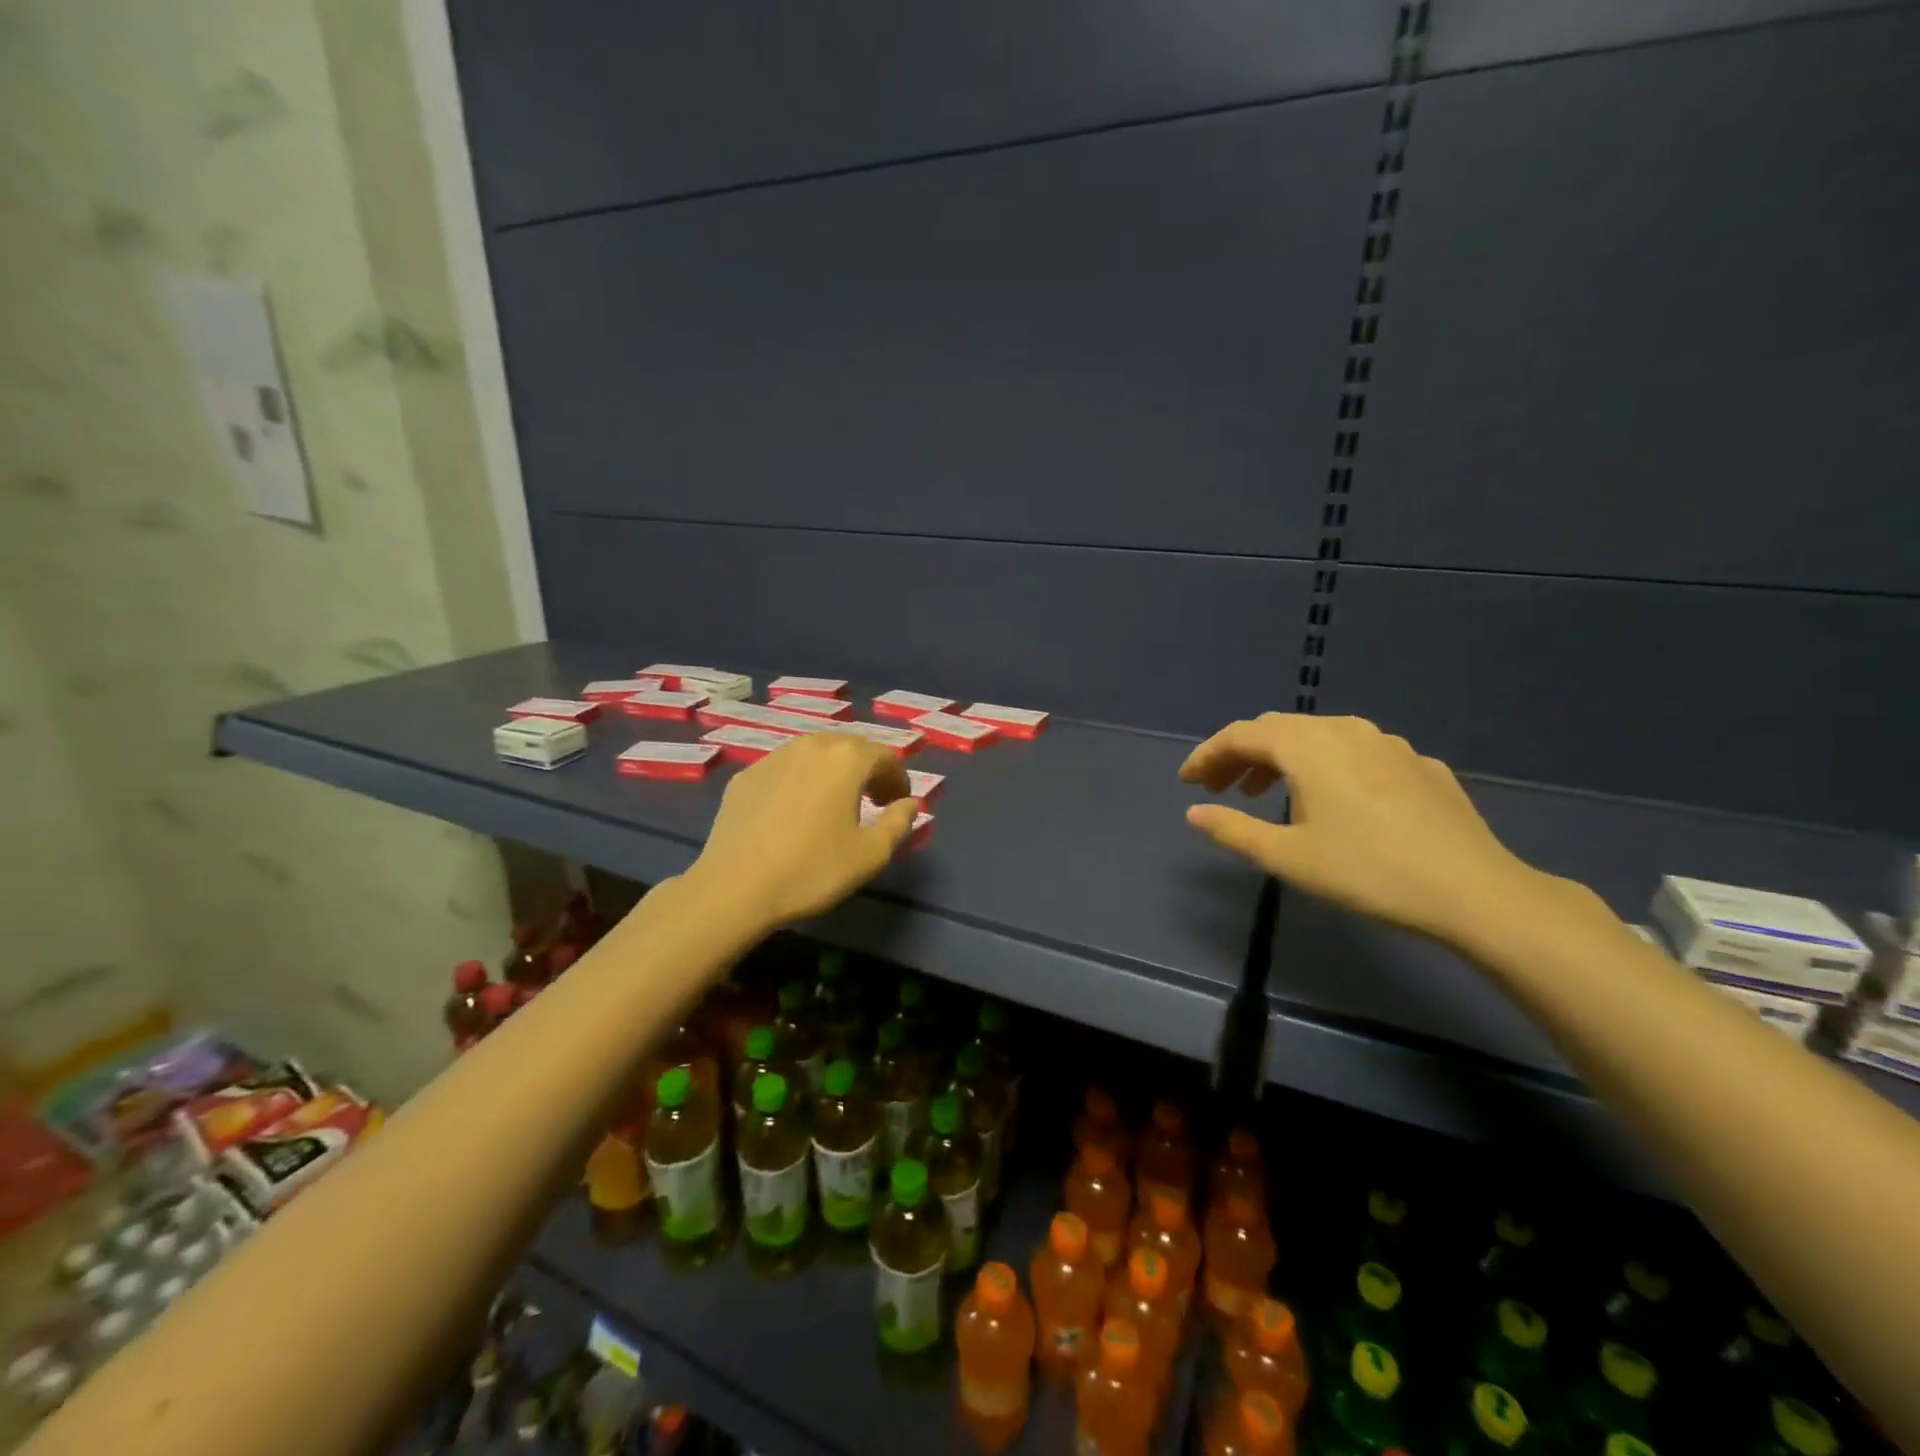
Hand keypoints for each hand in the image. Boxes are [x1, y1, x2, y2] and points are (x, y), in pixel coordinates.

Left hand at [688, 732, 917, 930]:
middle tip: (873, 801)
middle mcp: (811, 746)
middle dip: (868, 770)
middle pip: (850, 747)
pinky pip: (784, 768)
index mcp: (846, 759)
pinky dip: (800, 780)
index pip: (885, 755)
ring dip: (833, 771)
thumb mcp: (870, 854)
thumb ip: (899, 822)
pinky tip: (795, 811)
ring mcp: (773, 758)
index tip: (898, 804)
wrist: (735, 888)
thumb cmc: (812, 870)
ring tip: (835, 802)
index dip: (898, 778)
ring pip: (814, 753)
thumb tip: (911, 803)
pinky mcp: (745, 776)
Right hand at [1179, 713, 1547, 942]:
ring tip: (1268, 794)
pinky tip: (1333, 801)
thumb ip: (1233, 829)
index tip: (1187, 781)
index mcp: (1307, 746)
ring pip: (1319, 737)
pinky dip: (1326, 767)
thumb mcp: (1287, 856)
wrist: (1473, 890)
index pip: (1241, 735)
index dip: (1208, 755)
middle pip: (1278, 729)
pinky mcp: (1419, 765)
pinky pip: (1356, 753)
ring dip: (1283, 759)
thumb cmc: (1367, 871)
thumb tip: (1194, 812)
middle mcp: (1345, 730)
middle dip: (1241, 755)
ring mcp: (1388, 743)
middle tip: (1219, 788)